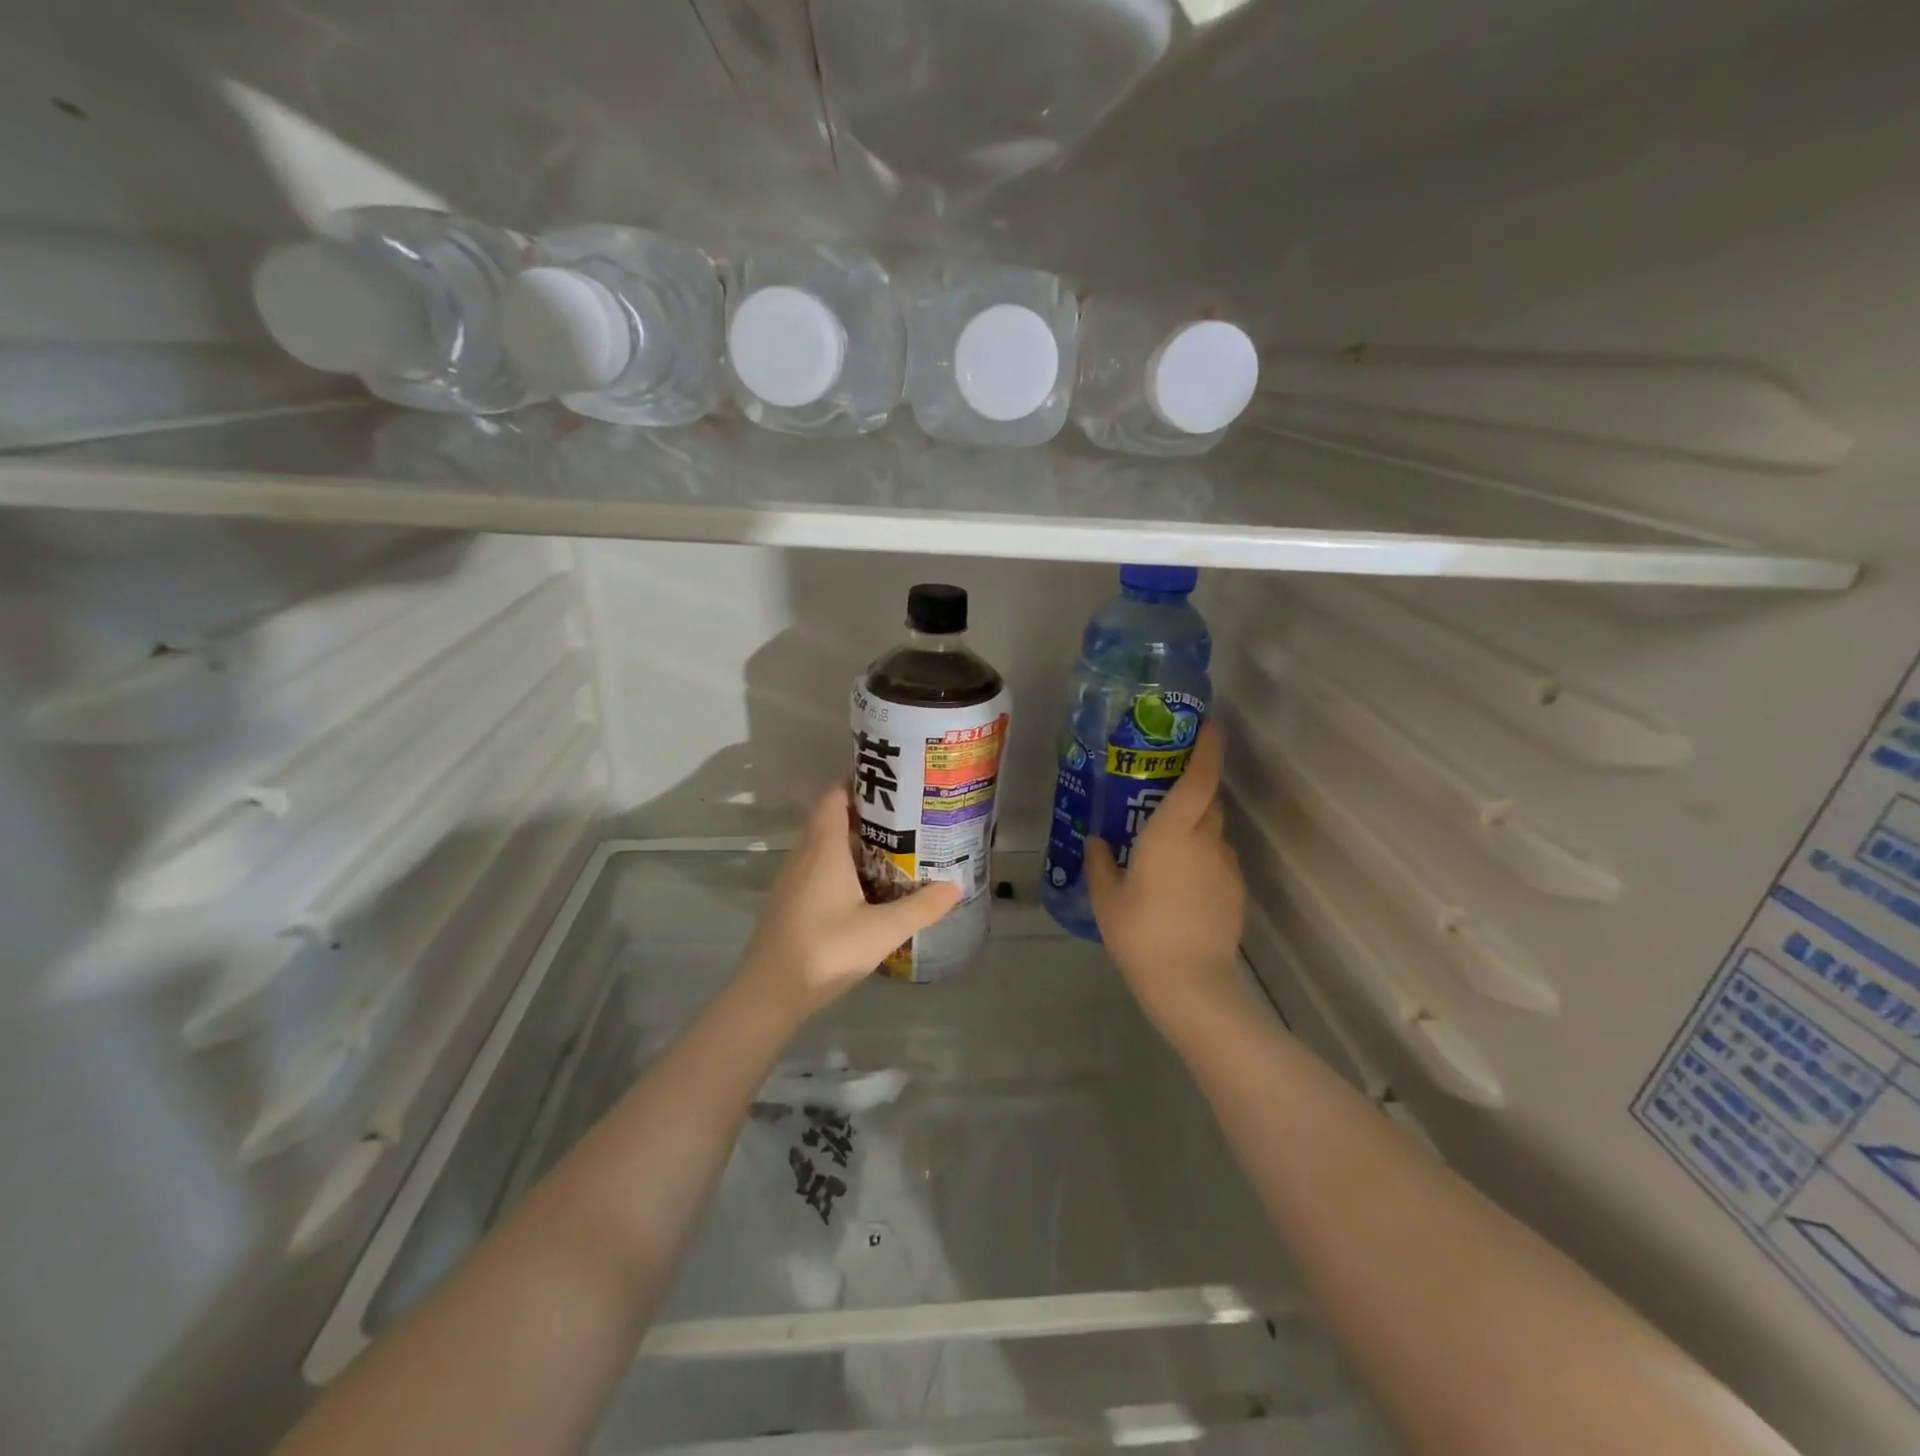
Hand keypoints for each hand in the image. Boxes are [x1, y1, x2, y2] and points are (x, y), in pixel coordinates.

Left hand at [740, 784, 961, 1017]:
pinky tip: (868, 887)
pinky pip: (819, 868)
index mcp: (823, 848)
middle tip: (907, 818)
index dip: (860, 784)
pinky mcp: (791, 902)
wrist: (769, 994)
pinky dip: (842, 866)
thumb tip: (956, 886)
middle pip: (832, 818)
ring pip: (825, 846)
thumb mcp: (882, 931)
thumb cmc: (826, 950)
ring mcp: (793, 880)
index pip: (835, 797)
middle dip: (867, 814)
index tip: (893, 786)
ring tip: (895, 848)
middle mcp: (804, 855)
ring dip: (855, 842)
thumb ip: (921, 907)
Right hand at [1087, 723, 1244, 1026]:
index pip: (1199, 778)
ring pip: (1214, 831)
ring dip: (1196, 826)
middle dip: (1194, 788)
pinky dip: (1202, 857)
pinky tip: (1180, 882)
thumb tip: (1097, 840)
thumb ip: (1100, 862)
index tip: (1209, 726)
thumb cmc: (1140, 933)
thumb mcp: (1107, 896)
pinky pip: (1217, 859)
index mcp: (1172, 833)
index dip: (1207, 748)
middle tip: (1165, 791)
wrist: (1190, 983)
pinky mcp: (1235, 891)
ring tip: (1167, 846)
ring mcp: (1225, 867)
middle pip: (1209, 800)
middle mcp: (1205, 840)